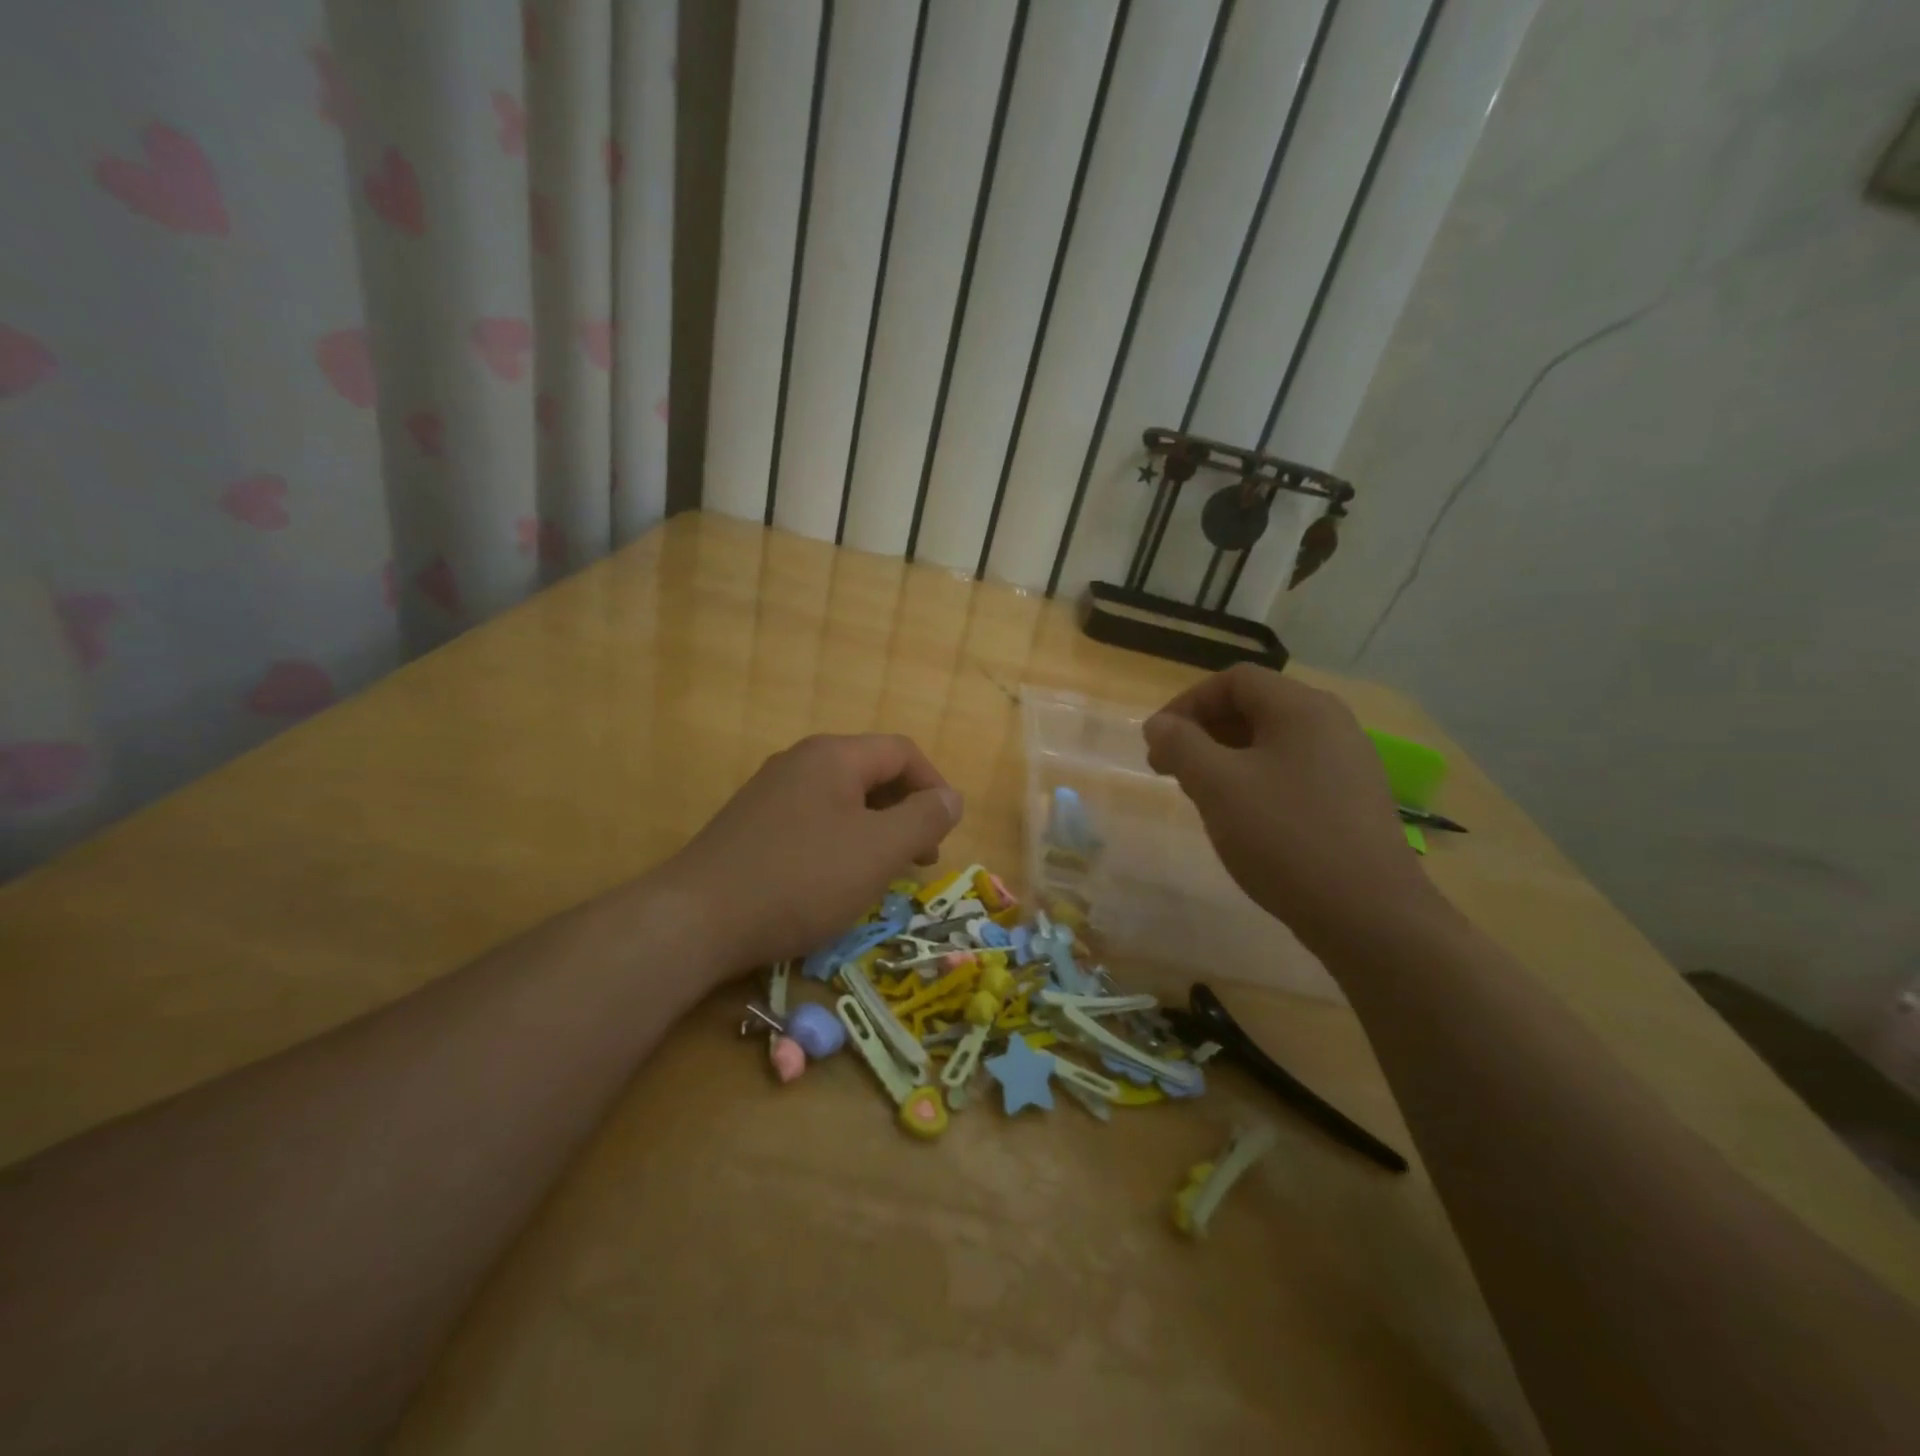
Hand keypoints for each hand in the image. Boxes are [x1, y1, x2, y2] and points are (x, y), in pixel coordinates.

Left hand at [660, 733, 963, 973]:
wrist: (697, 920)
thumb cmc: (801, 879)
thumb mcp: (878, 850)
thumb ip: (924, 818)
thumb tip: (951, 797)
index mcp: (833, 756)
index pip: (902, 752)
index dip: (935, 786)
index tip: (946, 832)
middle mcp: (800, 762)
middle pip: (871, 773)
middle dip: (906, 812)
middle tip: (921, 858)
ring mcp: (770, 792)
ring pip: (842, 800)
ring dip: (875, 830)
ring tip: (884, 872)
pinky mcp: (751, 825)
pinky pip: (812, 821)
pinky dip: (840, 842)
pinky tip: (836, 880)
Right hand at [1143, 665, 1438, 950]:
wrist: (1369, 915)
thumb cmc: (1285, 837)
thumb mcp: (1217, 786)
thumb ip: (1181, 745)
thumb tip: (1159, 723)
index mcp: (1302, 708)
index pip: (1234, 680)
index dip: (1187, 703)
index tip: (1158, 742)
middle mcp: (1332, 724)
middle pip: (1255, 706)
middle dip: (1204, 731)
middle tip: (1170, 770)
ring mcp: (1348, 763)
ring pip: (1272, 742)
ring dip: (1226, 757)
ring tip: (1200, 794)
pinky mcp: (1353, 800)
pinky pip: (1293, 771)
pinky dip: (1256, 780)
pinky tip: (1242, 819)